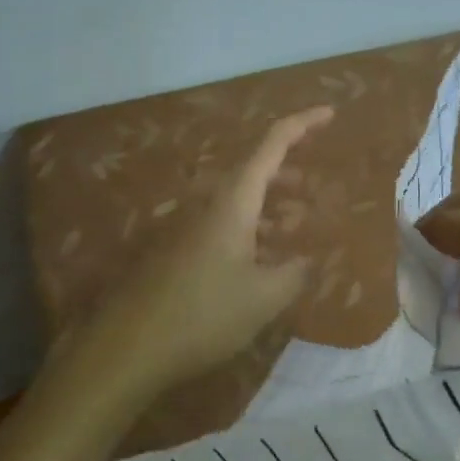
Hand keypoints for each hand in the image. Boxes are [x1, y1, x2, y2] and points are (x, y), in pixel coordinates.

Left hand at [76, 107, 334, 401]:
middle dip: (288, 171)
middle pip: (254, 171)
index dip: (302, 124)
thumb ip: (294, 273)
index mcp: (234, 202)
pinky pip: (225, 225)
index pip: (272, 145)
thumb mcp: (264, 297)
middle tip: (315, 185)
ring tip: (297, 223)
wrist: (129, 347)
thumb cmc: (204, 314)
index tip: (330, 113)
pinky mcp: (182, 252)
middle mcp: (211, 205)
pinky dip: (252, 229)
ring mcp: (192, 227)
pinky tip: (264, 259)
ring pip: (239, 200)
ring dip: (271, 204)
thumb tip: (306, 261)